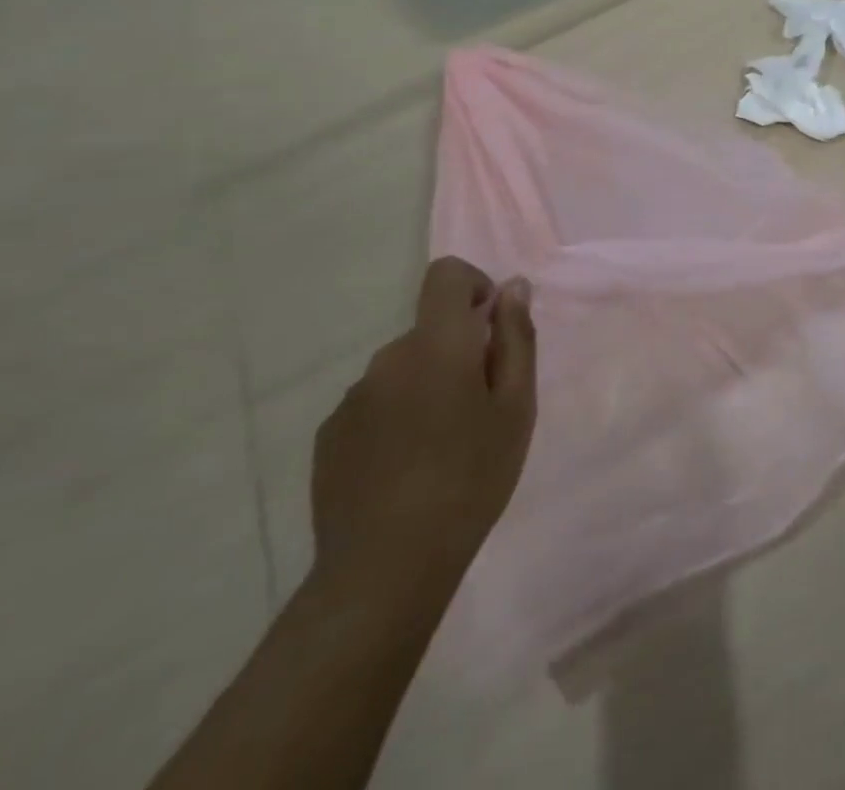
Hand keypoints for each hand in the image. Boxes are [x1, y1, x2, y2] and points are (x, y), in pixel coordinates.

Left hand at [310, 257, 536, 601]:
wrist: (385, 568)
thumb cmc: (470, 478)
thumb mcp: (516, 406)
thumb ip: (516, 338)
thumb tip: (513, 288)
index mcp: (436, 345)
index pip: (445, 275)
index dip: (473, 286)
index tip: (492, 328)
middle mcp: (387, 359)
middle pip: (429, 330)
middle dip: (459, 351)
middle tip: (482, 408)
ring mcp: (352, 399)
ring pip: (403, 370)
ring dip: (428, 387)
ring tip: (445, 447)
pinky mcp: (329, 437)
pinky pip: (375, 405)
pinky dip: (397, 417)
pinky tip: (408, 468)